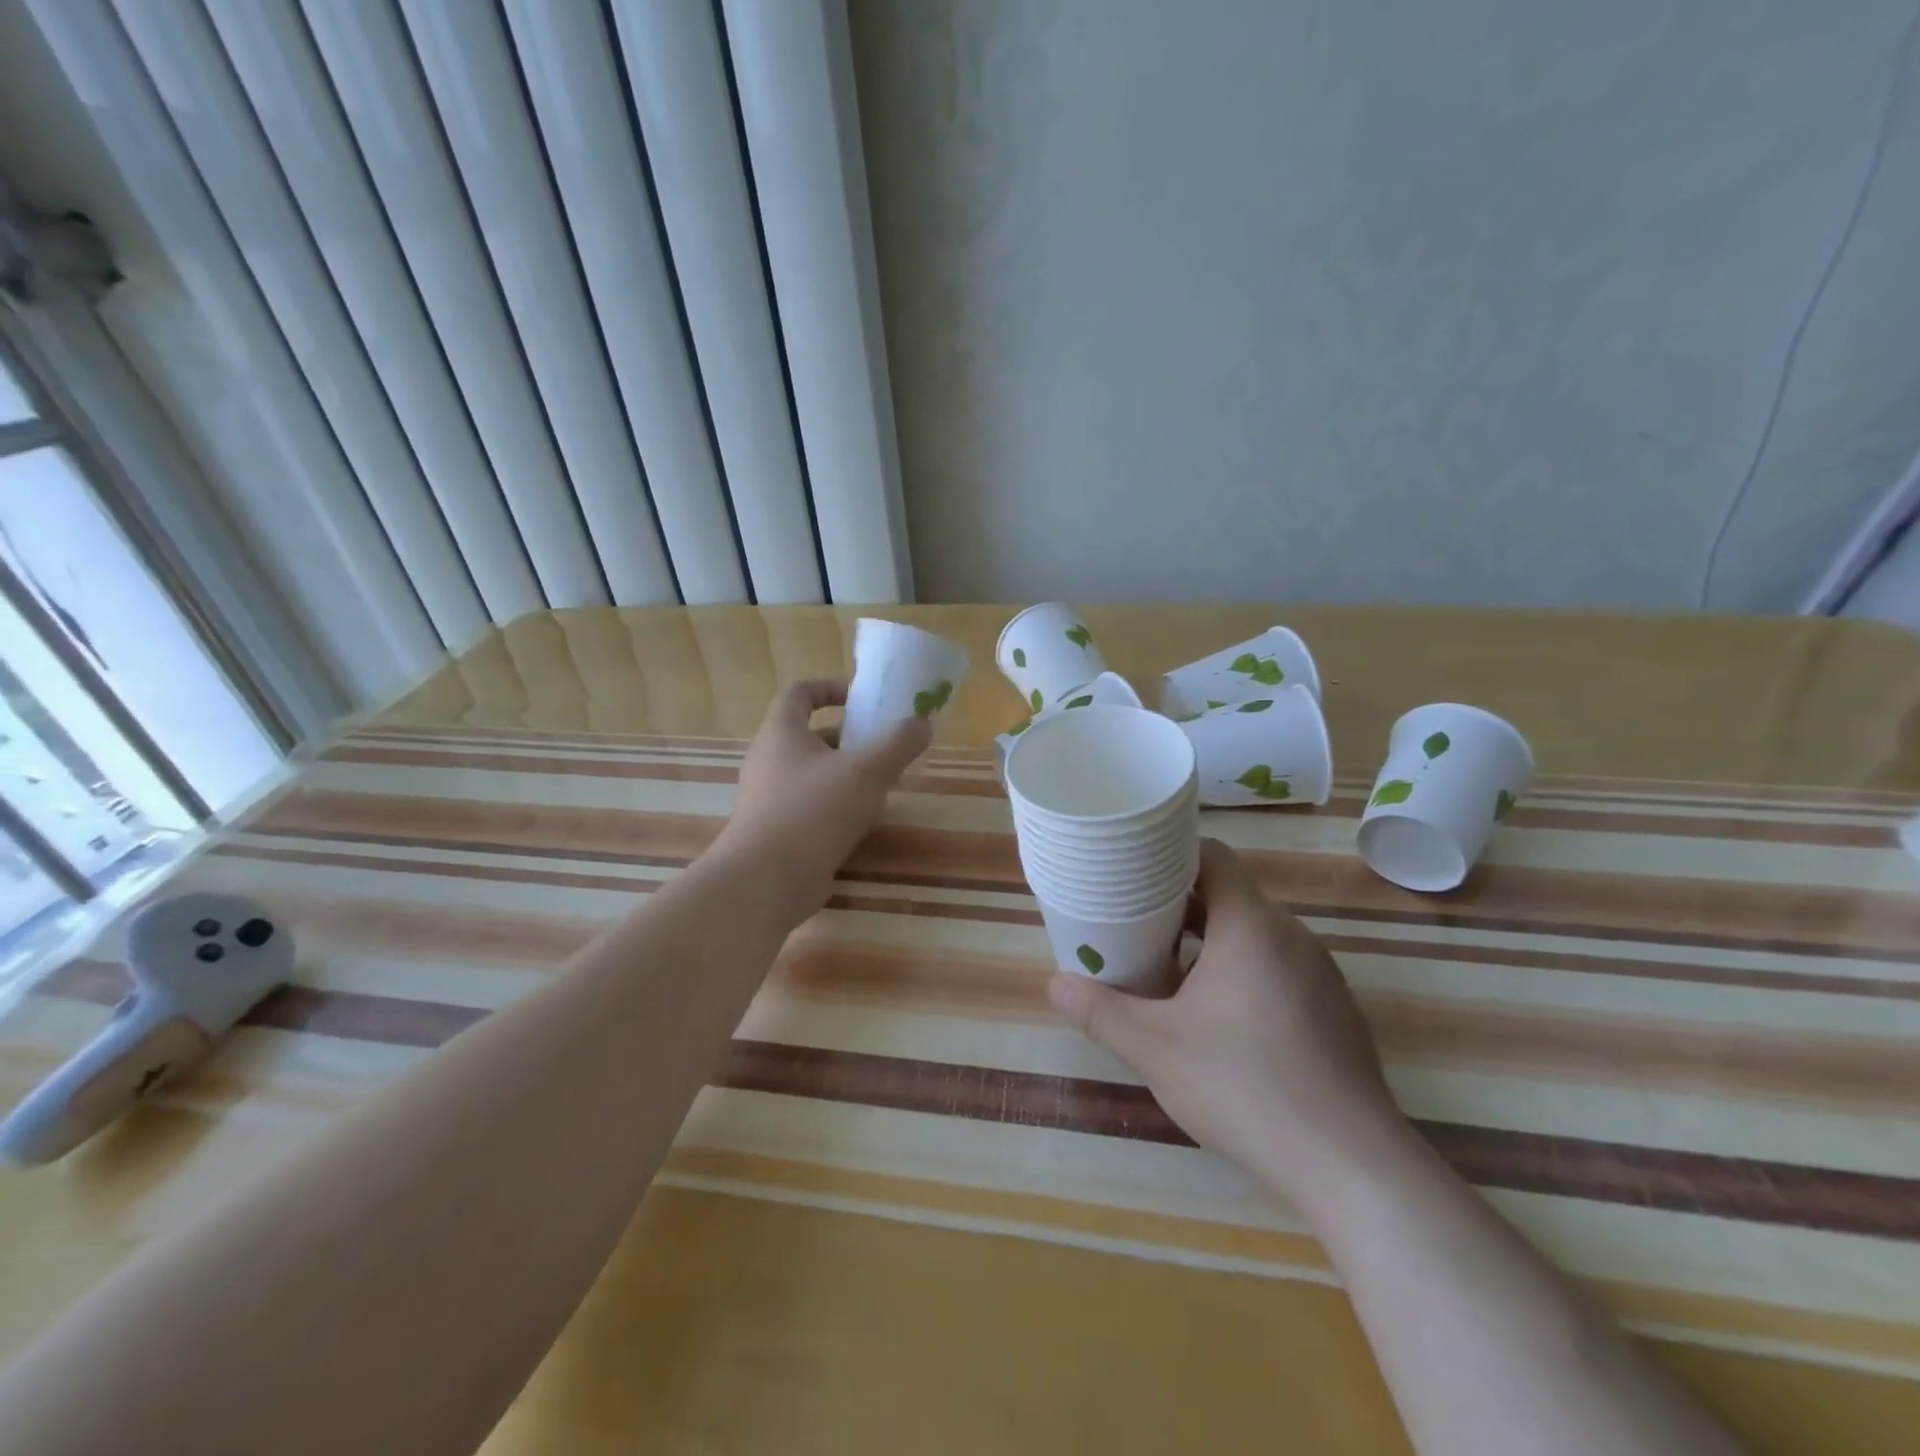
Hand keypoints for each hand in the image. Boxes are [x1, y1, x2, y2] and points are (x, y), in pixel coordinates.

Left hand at [716, 679, 930, 916]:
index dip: (831, 687)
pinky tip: (864, 823)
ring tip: (883, 786)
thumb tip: (922, 723)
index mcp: (782, 732)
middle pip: (811, 735)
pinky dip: (836, 806)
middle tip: (884, 748)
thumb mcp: (867, 771)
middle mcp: (769, 760)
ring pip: (813, 773)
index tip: (862, 699)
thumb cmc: (814, 811)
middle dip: (850, 738)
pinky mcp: (775, 831)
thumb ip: (898, 744)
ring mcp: (768, 798)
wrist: (766, 881)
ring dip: (847, 775)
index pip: (799, 692)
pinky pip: (810, 806)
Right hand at [1047, 839, 1409, 1210]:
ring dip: (1209, 941)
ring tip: (1165, 968)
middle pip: (1229, 895)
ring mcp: (1320, 973)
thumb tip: (1054, 984)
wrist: (1352, 1166)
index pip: (1212, 856)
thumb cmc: (1246, 1087)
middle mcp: (1291, 936)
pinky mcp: (1333, 1009)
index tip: (1132, 869)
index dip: (1170, 854)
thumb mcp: (1155, 1049)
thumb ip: (1100, 1012)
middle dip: (1179, 904)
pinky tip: (1216, 1017)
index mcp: (1252, 925)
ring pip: (1253, 934)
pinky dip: (1241, 970)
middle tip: (1133, 922)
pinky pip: (1278, 966)